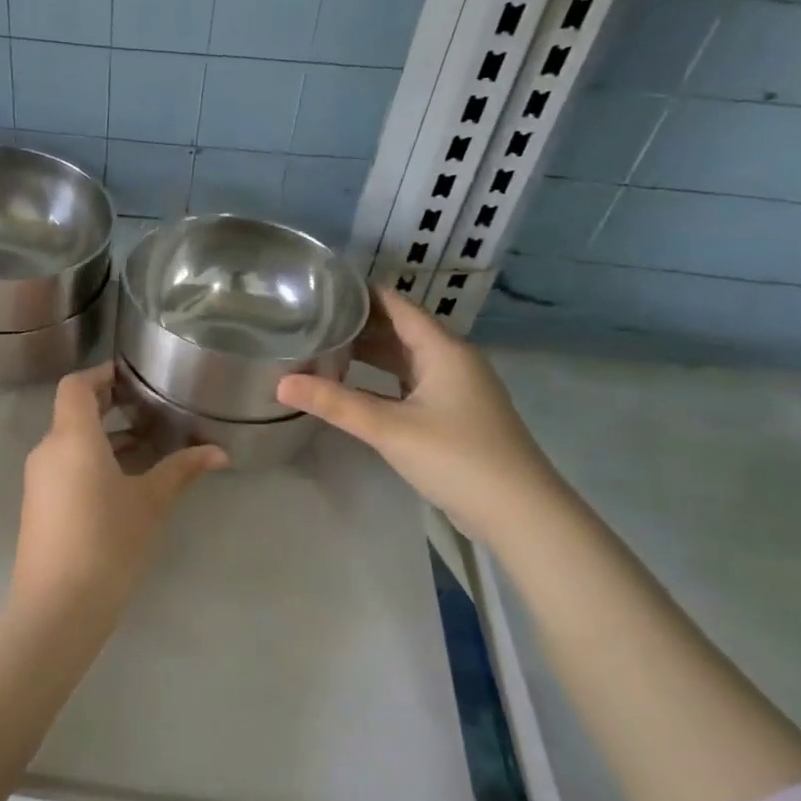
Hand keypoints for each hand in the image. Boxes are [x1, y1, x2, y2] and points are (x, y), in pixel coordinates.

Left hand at [12, 363, 227, 621]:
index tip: (133, 376)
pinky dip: (92, 460)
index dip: (103, 374)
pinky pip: (64, 466)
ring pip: (70, 441)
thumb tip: (220, 452)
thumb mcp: (151, 503)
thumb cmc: (108, 542)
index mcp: (72, 437)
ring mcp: (39, 479)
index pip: (77, 385)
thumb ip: (182, 470)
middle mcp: (48, 450)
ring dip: (104, 436)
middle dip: (110, 405)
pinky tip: (124, 481)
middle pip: (73, 411)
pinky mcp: (39, 504)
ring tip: (147, 445)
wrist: (57, 606)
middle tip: (149, 408)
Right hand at [276, 289, 563, 541]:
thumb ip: (335, 403)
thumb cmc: (456, 457)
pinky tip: (355, 388)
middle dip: (359, 325)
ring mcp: (456, 389)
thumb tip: (281, 383)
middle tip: (312, 321)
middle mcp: (452, 361)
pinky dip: (383, 380)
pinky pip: (411, 384)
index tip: (321, 288)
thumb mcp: (389, 428)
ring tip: (326, 349)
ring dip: (370, 354)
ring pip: (406, 359)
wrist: (519, 512)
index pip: (398, 305)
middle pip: (400, 330)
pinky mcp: (454, 415)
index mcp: (443, 349)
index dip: (362, 293)